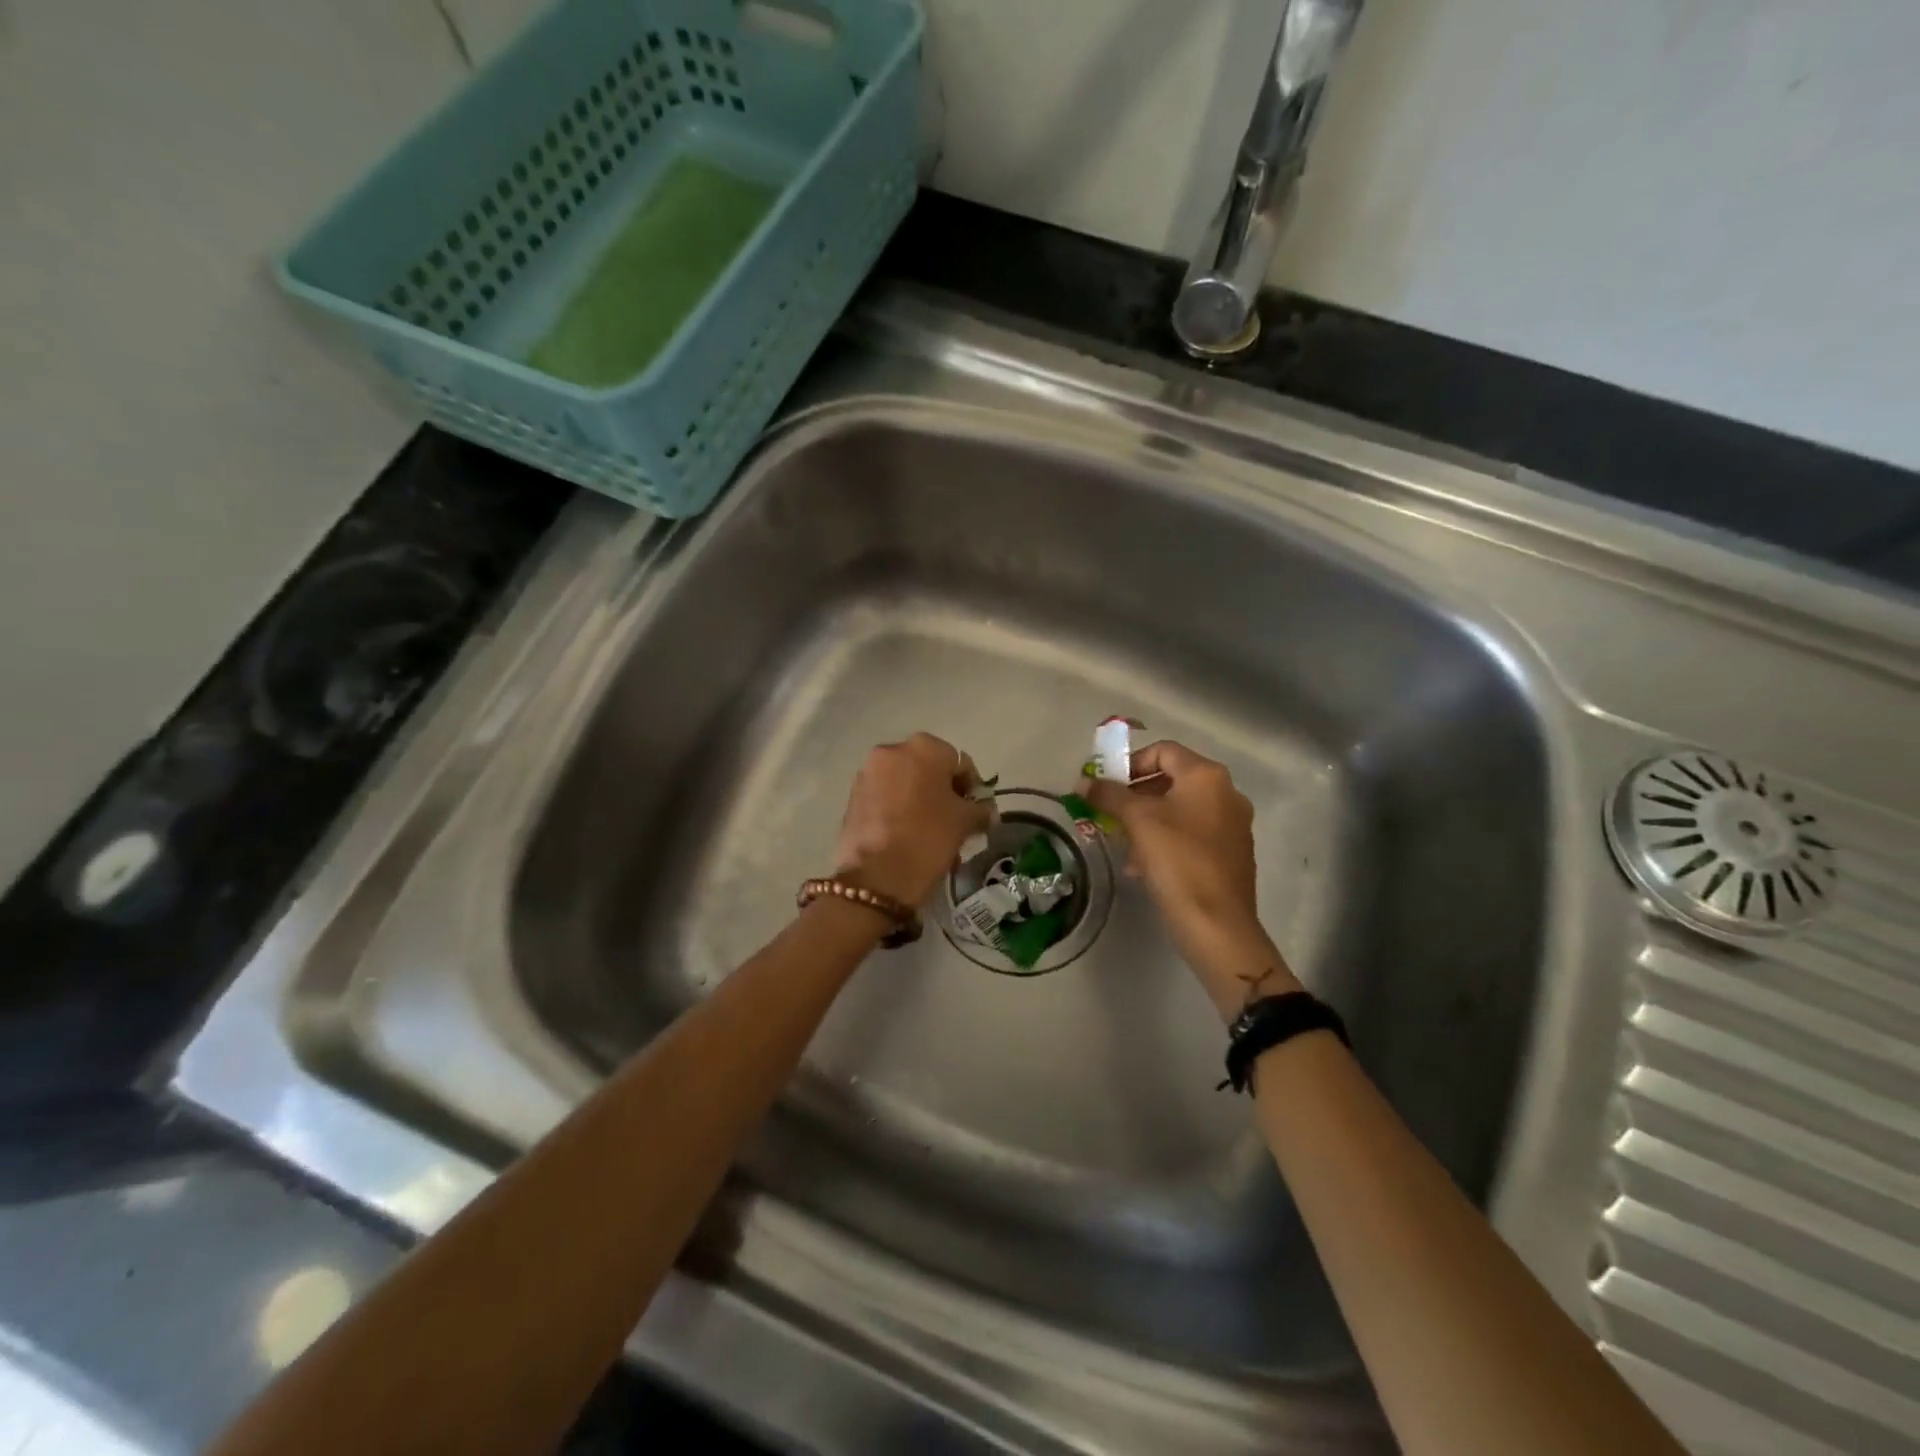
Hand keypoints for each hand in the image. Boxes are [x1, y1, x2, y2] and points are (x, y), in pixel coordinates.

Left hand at [834, 733, 991, 908]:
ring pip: (906, 783)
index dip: (970, 788)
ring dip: (920, 801)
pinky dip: (899, 810)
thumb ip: (980, 810)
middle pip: (929, 769)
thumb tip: (986, 811)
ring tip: (930, 833)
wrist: (876, 876)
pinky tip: (906, 836)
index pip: (959, 763)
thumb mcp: (965, 822)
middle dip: (943, 793)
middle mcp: (892, 750)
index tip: (974, 813)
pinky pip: (886, 797)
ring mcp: (868, 772)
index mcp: (924, 747)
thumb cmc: (927, 837)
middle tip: (953, 823)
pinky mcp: (853, 795)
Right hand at [1086, 741, 1299, 1017]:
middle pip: (1171, 779)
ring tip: (1123, 844)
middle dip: (1135, 795)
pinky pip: (1191, 835)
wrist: (1218, 925)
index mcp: (1207, 777)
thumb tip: (1083, 782)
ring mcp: (1232, 825)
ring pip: (1179, 810)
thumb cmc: (1178, 861)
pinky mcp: (1231, 855)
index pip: (1163, 751)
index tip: (1106, 786)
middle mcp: (1226, 793)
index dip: (1129, 763)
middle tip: (1108, 813)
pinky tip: (1144, 866)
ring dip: (1147, 820)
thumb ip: (1109, 795)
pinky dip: (1165, 840)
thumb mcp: (1137, 821)